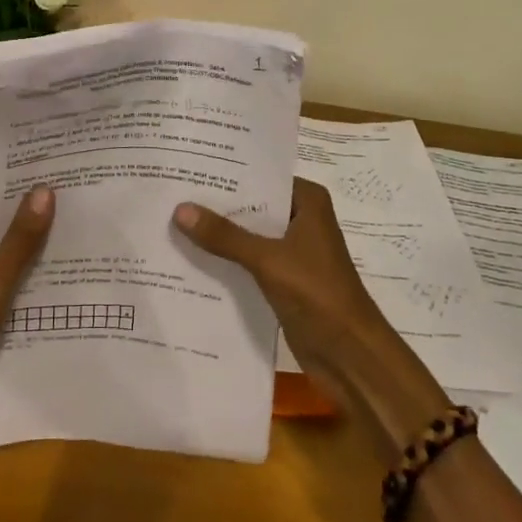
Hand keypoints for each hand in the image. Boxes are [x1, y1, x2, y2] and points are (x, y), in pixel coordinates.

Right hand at [173, 178, 448, 457]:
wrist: (351, 356)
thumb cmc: (318, 295)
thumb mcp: (267, 259)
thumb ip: (224, 235)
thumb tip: (179, 208)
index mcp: (307, 201)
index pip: (260, 175)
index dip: (226, 171)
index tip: (188, 164)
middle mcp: (301, 219)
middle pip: (252, 204)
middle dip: (216, 203)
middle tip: (171, 190)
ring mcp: (292, 250)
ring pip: (248, 234)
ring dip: (218, 233)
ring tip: (171, 219)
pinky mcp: (284, 279)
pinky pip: (248, 260)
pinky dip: (226, 259)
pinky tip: (189, 256)